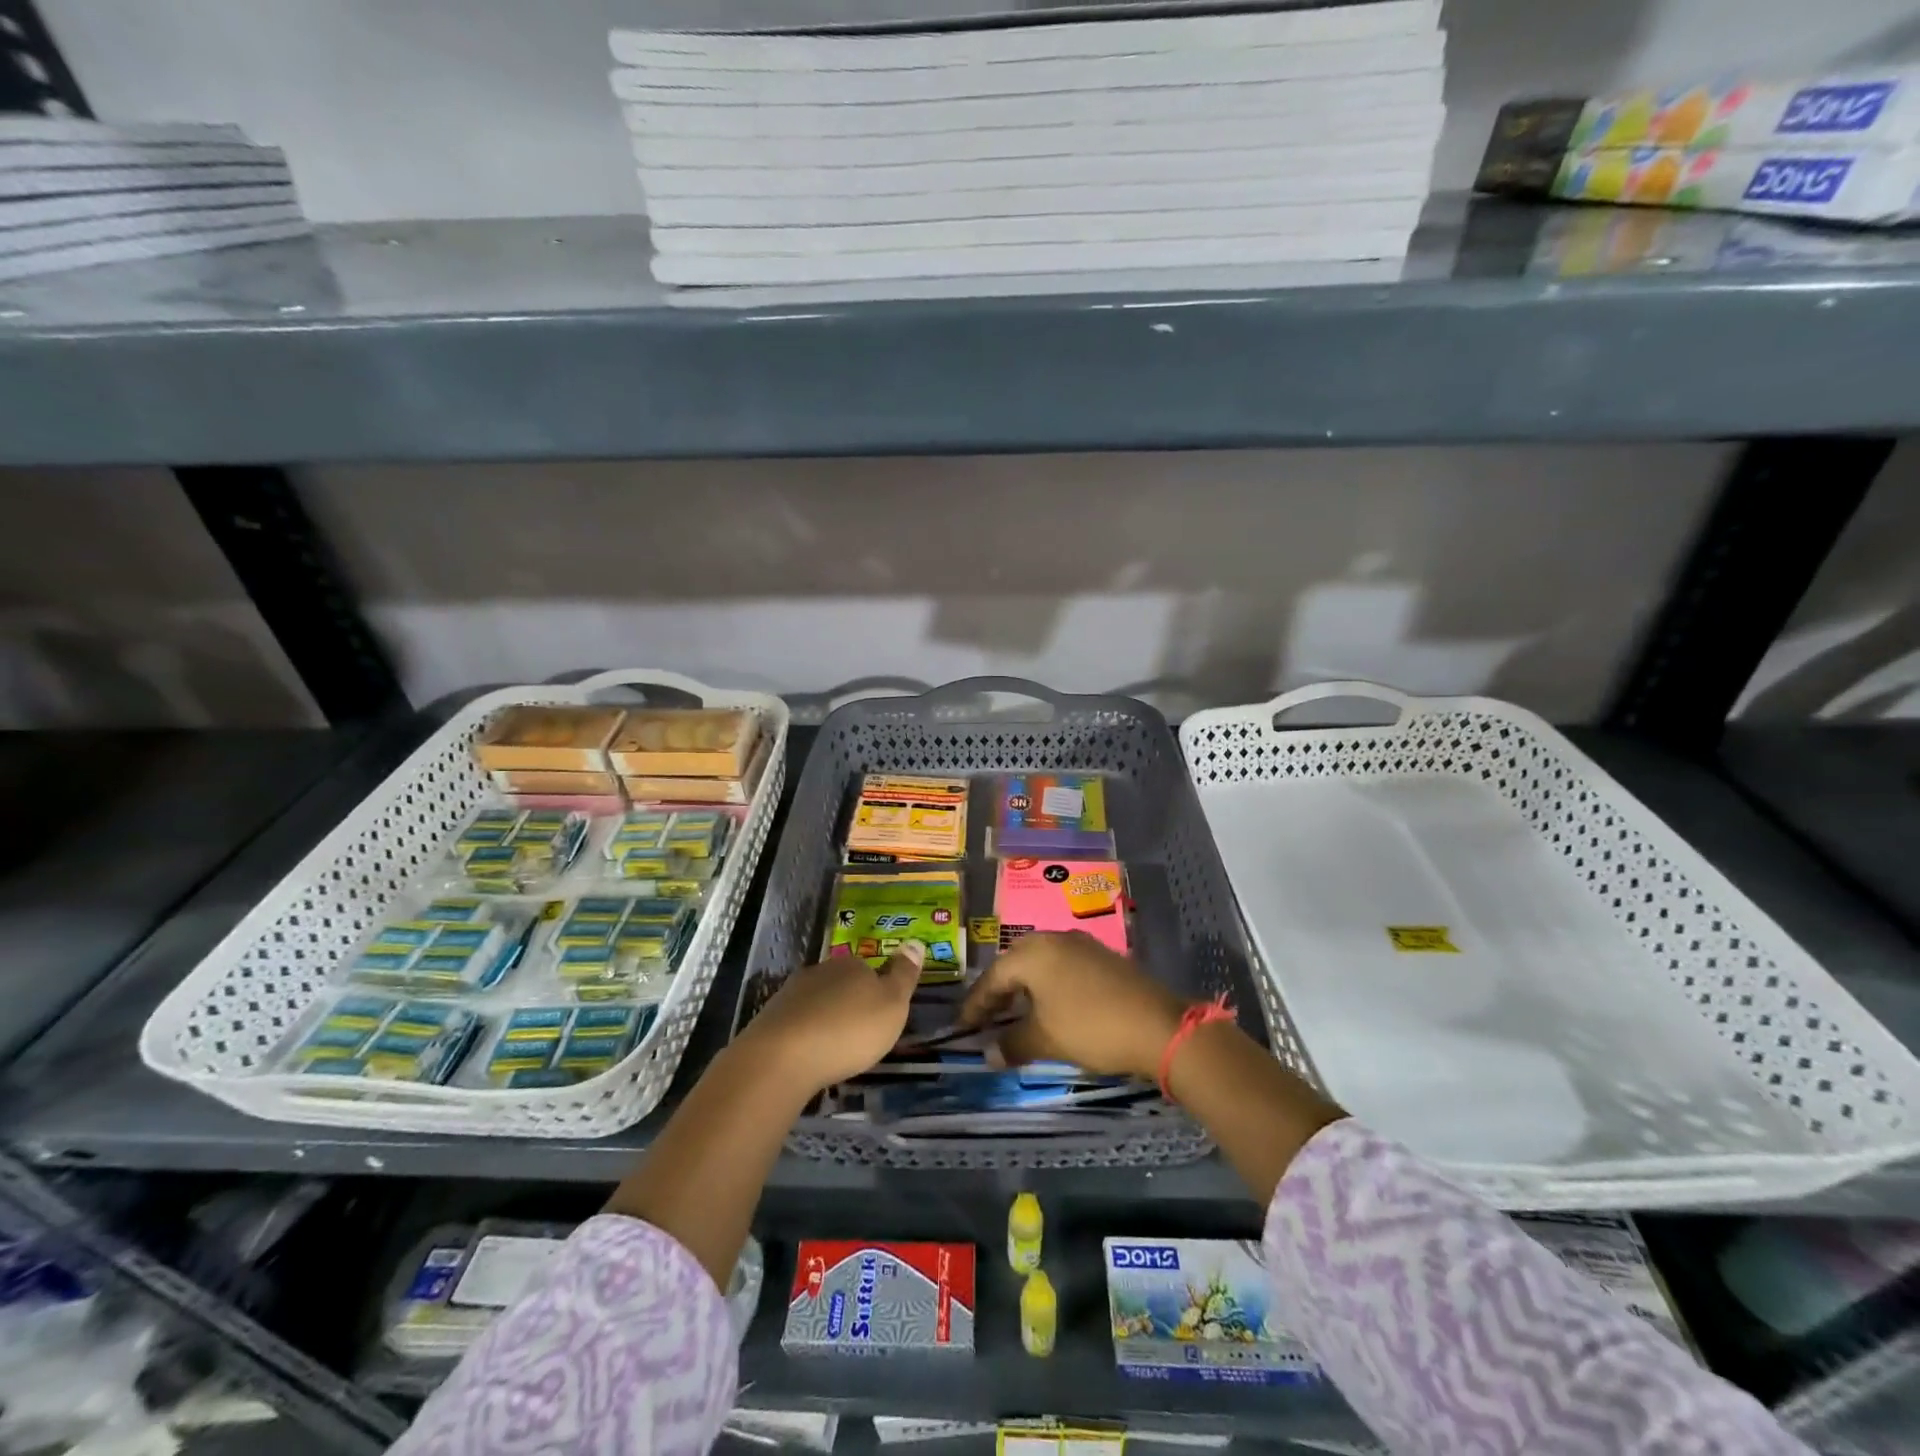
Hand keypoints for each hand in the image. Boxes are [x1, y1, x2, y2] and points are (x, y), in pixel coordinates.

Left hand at [739, 943, 922, 1096]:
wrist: (782, 1056)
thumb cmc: (849, 1030)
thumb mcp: (892, 1005)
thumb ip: (904, 975)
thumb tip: (916, 941)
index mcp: (853, 965)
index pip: (869, 970)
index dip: (876, 992)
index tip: (880, 1017)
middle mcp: (821, 971)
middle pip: (841, 984)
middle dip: (849, 1004)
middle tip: (859, 1034)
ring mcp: (792, 993)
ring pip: (817, 1002)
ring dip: (825, 1020)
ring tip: (834, 1048)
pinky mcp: (770, 1018)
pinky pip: (796, 1023)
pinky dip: (805, 1035)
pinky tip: (809, 1054)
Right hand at [959, 932, 1185, 1078]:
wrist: (1158, 1025)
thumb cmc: (1091, 1027)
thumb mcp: (1046, 1040)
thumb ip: (1012, 1044)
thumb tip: (989, 1053)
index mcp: (1033, 954)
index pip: (992, 978)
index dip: (975, 1005)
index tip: (962, 1028)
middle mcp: (1053, 939)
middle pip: (1014, 962)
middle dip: (998, 991)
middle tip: (987, 1018)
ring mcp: (1080, 944)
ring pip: (1040, 962)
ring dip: (1024, 987)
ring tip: (1016, 1013)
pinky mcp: (1101, 956)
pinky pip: (1062, 965)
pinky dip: (1048, 984)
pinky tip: (1050, 1006)